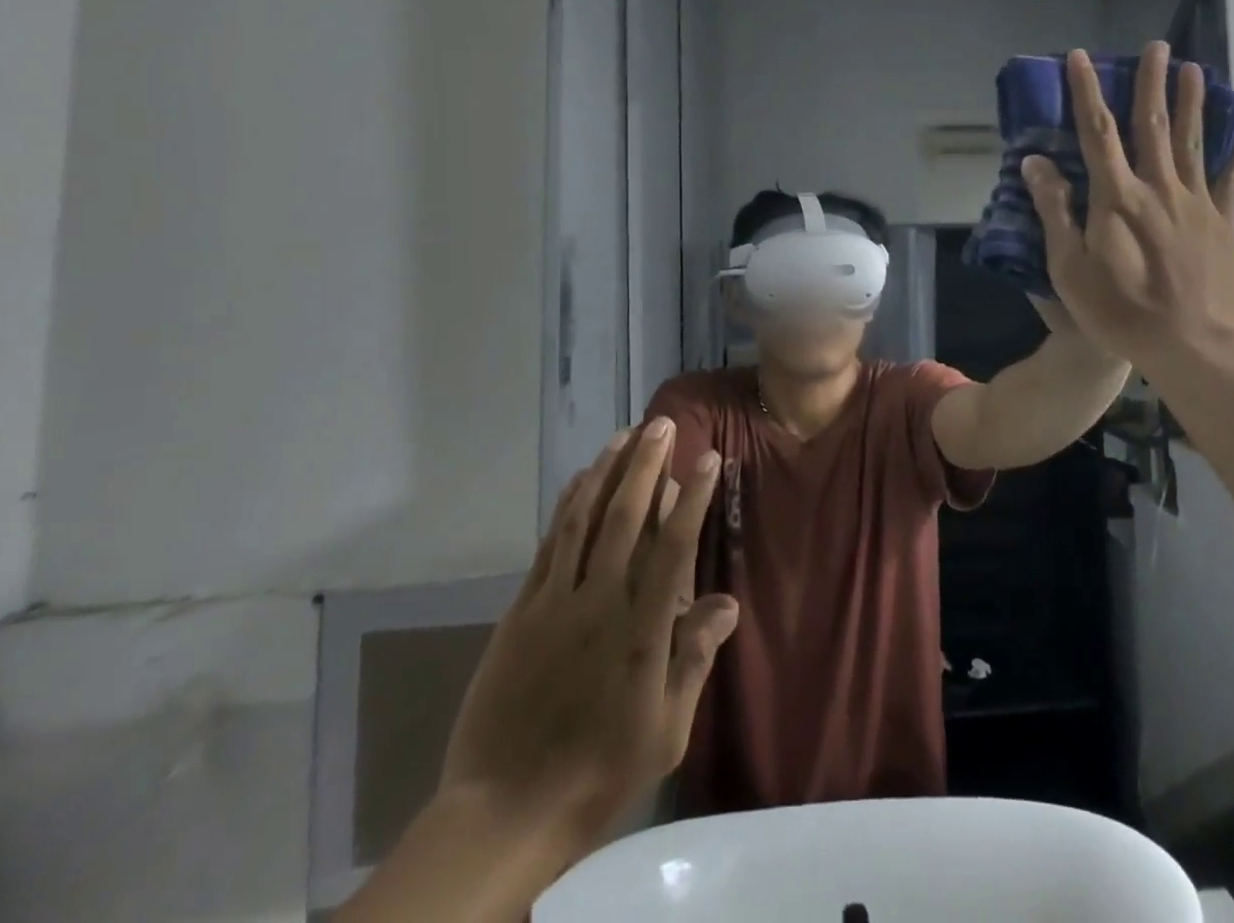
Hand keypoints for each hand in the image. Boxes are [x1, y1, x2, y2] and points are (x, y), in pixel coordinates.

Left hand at [439, 418, 736, 853]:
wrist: (505, 809)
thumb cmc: (599, 770)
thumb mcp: (665, 729)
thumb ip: (694, 659)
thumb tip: (728, 603)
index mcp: (641, 630)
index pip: (673, 547)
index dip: (692, 498)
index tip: (707, 458)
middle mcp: (599, 602)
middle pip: (625, 518)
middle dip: (646, 465)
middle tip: (660, 425)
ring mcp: (555, 602)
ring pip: (583, 519)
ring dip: (605, 472)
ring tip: (622, 436)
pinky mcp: (522, 610)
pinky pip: (549, 544)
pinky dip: (567, 506)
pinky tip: (580, 481)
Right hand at [1022, 43, 1233, 375]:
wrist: (1190, 345)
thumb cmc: (1120, 310)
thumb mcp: (1069, 267)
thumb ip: (1055, 211)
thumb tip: (1036, 162)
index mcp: (1116, 197)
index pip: (1096, 132)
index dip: (1086, 92)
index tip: (1080, 57)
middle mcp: (1157, 187)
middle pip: (1151, 125)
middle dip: (1150, 83)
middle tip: (1156, 46)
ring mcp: (1195, 202)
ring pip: (1191, 141)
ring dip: (1191, 102)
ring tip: (1195, 68)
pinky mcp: (1222, 221)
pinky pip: (1232, 176)